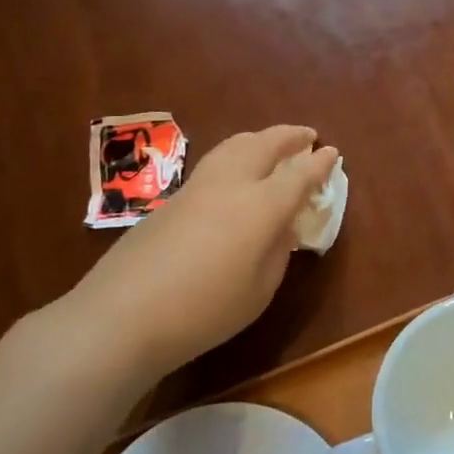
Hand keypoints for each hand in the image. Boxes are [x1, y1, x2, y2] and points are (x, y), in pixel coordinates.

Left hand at [56, 126, 339, 379]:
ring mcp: (196, 188)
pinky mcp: (170, 200)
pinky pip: (214, 163)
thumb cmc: (204, 311)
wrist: (121, 316)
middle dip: (290, 136)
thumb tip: (282, 227)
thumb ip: (277, 251)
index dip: (319, 163)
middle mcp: (231, 185)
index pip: (299, 175)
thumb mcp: (259, 291)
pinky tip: (235, 172)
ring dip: (260, 138)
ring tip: (272, 143)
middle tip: (307, 136)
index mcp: (261, 206)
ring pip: (234, 146)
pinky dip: (236, 155)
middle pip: (265, 145)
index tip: (333, 153)